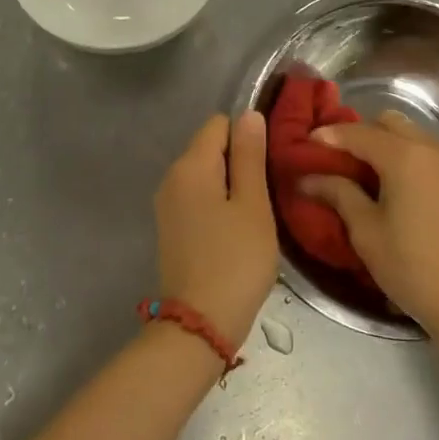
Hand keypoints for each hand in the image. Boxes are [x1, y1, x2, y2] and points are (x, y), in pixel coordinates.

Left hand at [153, 111, 277, 347]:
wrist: (199, 325)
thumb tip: (249, 114)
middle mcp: (172, 177)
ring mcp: (168, 204)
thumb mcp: (253, 204)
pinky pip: (199, 197)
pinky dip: (219, 203)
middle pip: (211, 147)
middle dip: (241, 160)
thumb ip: (250, 156)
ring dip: (233, 184)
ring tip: (258, 211)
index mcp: (190, 165)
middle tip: (270, 190)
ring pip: (207, 174)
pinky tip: (238, 229)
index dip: (248, 136)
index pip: (220, 124)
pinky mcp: (172, 227)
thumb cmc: (235, 260)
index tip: (270, 163)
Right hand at [299, 112, 438, 339]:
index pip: (358, 133)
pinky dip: (409, 156)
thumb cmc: (414, 268)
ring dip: (387, 144)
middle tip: (339, 159)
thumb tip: (309, 178)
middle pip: (388, 123)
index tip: (306, 143)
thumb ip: (339, 195)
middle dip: (361, 134)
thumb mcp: (367, 233)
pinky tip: (399, 186)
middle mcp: (432, 147)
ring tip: (367, 174)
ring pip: (412, 134)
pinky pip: (430, 152)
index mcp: (404, 156)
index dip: (330, 136)